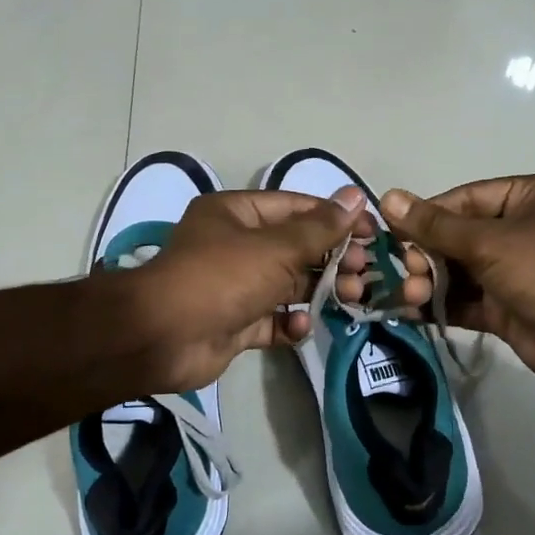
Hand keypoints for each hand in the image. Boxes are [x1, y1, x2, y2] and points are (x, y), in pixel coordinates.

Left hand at [130, 188, 377, 391]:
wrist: (163, 337)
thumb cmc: (221, 278)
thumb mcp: (276, 247)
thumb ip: (319, 228)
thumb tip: (355, 197)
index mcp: (236, 214)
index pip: (296, 207)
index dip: (336, 218)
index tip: (372, 233)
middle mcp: (235, 246)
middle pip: (296, 248)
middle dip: (332, 259)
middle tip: (364, 273)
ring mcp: (235, 287)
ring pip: (288, 285)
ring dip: (320, 291)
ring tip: (351, 299)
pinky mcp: (235, 323)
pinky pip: (272, 320)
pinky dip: (290, 323)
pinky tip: (301, 325)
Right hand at [377, 175, 534, 385]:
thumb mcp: (487, 241)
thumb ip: (434, 225)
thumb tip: (388, 197)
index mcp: (527, 197)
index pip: (465, 199)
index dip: (427, 215)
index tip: (393, 232)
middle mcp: (520, 230)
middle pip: (457, 236)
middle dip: (426, 255)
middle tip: (405, 272)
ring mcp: (513, 271)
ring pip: (459, 271)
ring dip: (430, 282)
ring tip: (409, 295)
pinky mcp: (506, 307)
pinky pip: (465, 301)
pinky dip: (440, 306)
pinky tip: (412, 312)